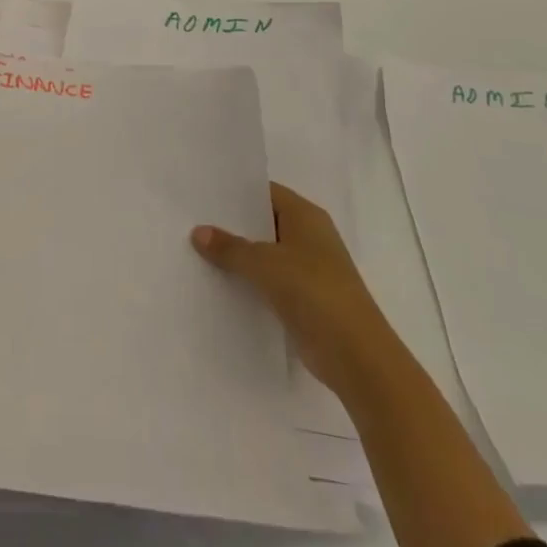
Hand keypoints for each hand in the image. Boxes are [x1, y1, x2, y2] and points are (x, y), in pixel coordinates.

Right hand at [192, 183, 383, 396]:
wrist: (355, 354)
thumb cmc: (313, 291)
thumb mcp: (264, 263)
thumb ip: (230, 247)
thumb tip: (198, 232)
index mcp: (306, 216)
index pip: (266, 192)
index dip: (236, 192)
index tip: (202, 194)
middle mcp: (309, 237)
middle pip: (264, 223)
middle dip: (231, 225)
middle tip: (191, 221)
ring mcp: (308, 270)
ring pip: (265, 254)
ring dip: (238, 256)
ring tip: (196, 251)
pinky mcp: (304, 299)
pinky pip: (268, 281)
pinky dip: (248, 282)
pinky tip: (218, 284)